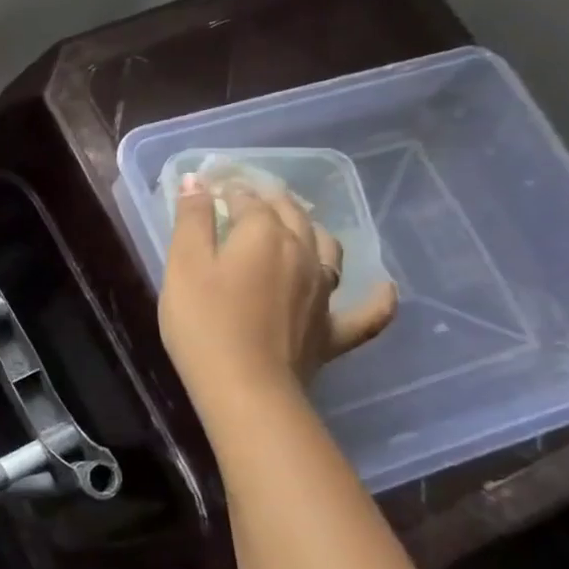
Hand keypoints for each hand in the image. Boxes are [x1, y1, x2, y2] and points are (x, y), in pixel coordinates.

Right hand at [158, 173, 396, 400]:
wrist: (245, 387)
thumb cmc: (203, 322)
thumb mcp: (184, 266)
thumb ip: (192, 221)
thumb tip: (197, 181)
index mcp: (263, 235)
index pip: (248, 200)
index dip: (229, 189)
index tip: (211, 187)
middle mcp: (301, 253)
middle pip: (291, 215)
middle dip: (269, 199)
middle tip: (248, 195)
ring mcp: (324, 293)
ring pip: (327, 248)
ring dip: (312, 230)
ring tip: (298, 224)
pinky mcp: (332, 331)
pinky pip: (367, 312)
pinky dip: (377, 297)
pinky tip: (384, 287)